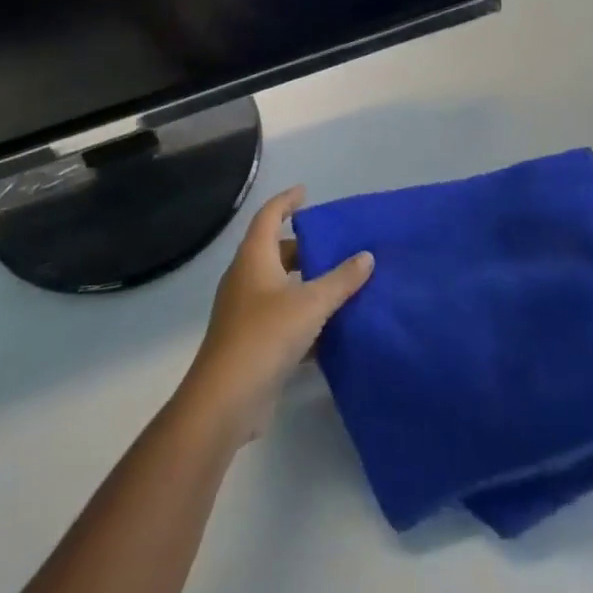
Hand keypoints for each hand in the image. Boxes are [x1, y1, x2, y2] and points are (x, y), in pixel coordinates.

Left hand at [177, 186, 373, 447]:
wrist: (226, 400)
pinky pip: (281, 318)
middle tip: (335, 245)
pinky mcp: (250, 343)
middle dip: (303, 247)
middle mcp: (246, 279)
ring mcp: (245, 312)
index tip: (306, 192)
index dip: (286, 201)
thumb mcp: (311, 303)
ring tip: (340, 283)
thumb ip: (341, 280)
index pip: (269, 216)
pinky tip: (331, 329)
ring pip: (279, 287)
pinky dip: (303, 317)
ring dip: (306, 284)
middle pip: (275, 252)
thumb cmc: (266, 336)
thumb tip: (366, 256)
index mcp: (254, 258)